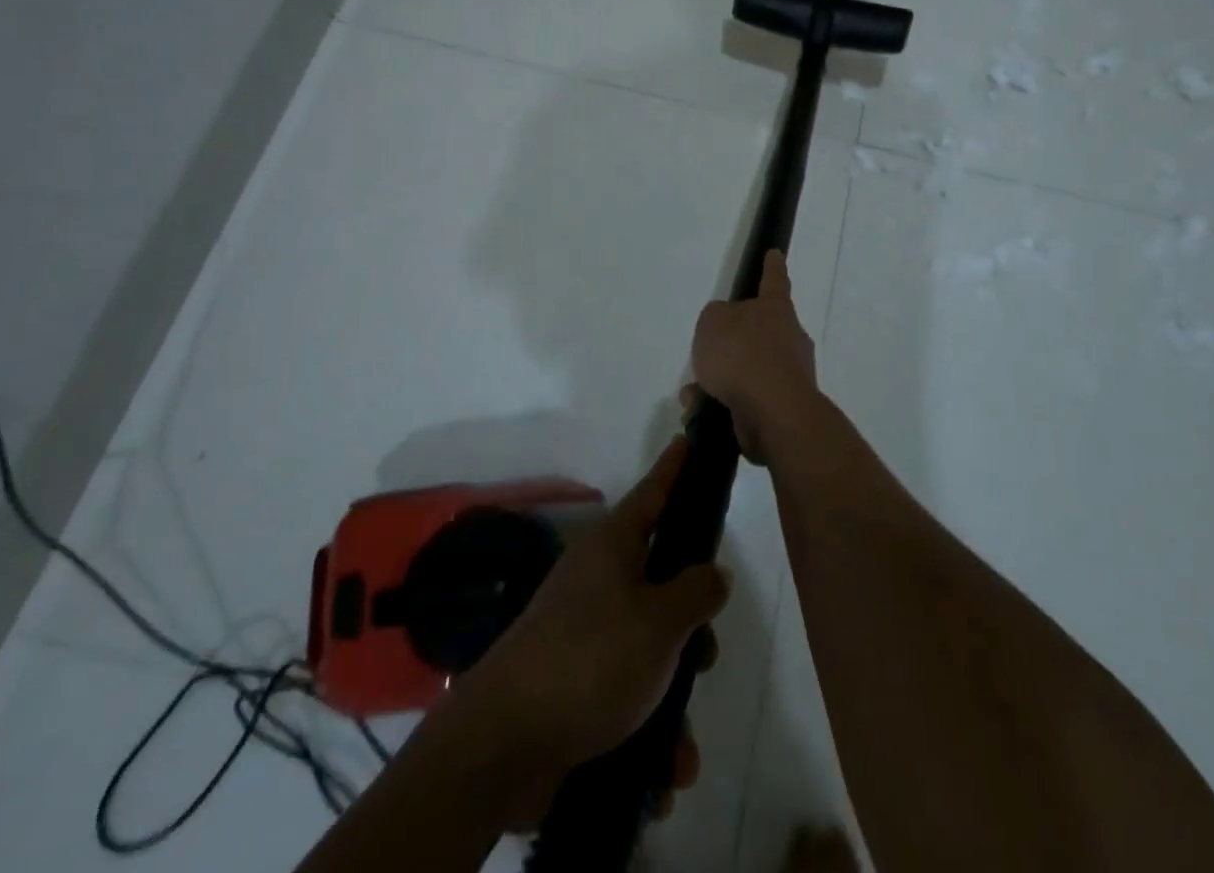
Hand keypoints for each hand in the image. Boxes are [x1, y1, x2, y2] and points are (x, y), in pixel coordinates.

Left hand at [446, 437, 731, 821]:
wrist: (501, 746)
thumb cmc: (591, 660)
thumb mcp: (660, 621)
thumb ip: (696, 592)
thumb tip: (712, 573)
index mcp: (613, 547)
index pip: (653, 492)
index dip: (675, 467)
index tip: (689, 438)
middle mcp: (598, 581)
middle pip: (661, 580)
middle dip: (691, 623)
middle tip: (706, 652)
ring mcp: (583, 632)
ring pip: (649, 648)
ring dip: (672, 697)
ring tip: (680, 748)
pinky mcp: (574, 684)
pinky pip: (627, 696)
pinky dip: (648, 732)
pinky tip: (662, 775)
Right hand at [687, 249, 819, 463]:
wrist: (773, 412)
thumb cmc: (742, 354)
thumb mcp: (713, 322)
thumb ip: (716, 317)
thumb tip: (726, 328)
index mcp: (776, 309)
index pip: (774, 280)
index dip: (772, 266)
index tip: (775, 254)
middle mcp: (788, 338)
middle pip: (758, 332)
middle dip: (731, 344)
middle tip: (706, 353)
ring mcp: (789, 374)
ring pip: (747, 370)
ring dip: (719, 380)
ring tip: (693, 393)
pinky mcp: (782, 408)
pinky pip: (746, 400)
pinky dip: (723, 404)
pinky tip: (700, 412)